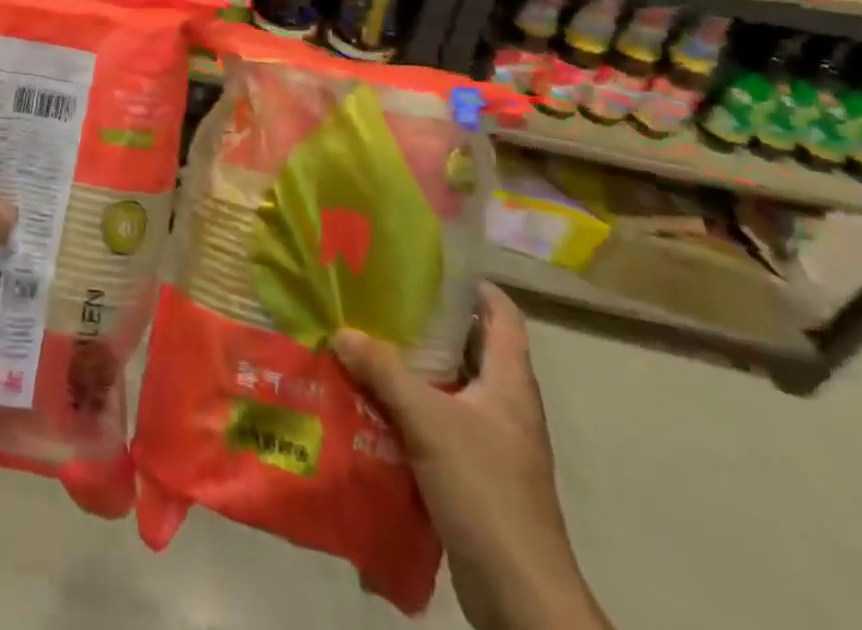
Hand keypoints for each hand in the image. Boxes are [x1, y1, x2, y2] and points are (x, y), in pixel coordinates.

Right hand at [334, 285, 606, 629]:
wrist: (520, 599)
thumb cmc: (486, 492)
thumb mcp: (429, 421)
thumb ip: (384, 372)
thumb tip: (341, 331)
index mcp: (510, 383)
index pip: (503, 316)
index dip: (473, 286)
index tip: (429, 265)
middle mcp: (505, 407)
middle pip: (470, 349)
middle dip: (427, 324)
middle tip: (379, 300)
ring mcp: (492, 444)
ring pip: (449, 389)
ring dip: (412, 370)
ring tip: (364, 344)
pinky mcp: (474, 476)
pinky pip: (438, 426)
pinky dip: (409, 410)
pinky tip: (370, 404)